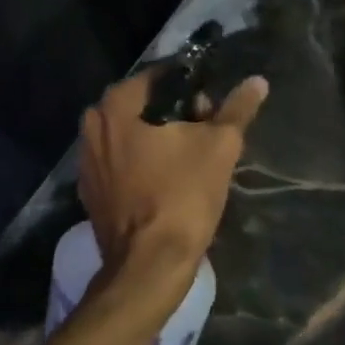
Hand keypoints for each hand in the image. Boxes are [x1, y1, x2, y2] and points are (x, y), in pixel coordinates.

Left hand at [77, 70, 268, 296]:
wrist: (149, 266)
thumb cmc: (182, 195)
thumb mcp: (219, 146)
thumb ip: (237, 109)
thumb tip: (257, 81)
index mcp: (115, 106)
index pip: (156, 78)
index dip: (187, 85)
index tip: (210, 100)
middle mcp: (92, 127)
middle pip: (141, 107)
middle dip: (173, 112)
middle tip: (205, 127)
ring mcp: (87, 163)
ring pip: (129, 135)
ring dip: (158, 138)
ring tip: (191, 154)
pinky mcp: (91, 193)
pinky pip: (120, 164)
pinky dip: (142, 164)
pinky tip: (168, 179)